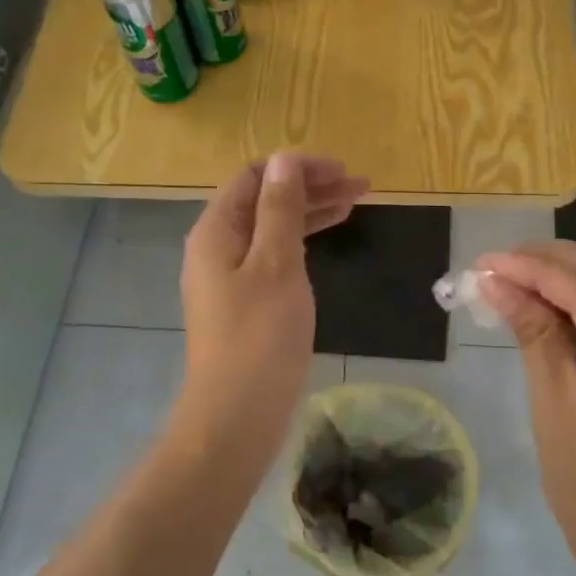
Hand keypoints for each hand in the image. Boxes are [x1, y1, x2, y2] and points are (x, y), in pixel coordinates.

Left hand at [178, 154, 368, 448]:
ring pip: (272, 229)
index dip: (296, 167)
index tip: (341, 171)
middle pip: (264, 200)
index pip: (253, 177)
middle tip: (360, 186)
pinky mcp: (245, 302)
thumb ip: (280, 209)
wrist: (236, 415)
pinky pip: (274, 256)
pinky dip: (301, 242)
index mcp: (216, 231)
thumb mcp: (275, 264)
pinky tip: (328, 238)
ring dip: (310, 212)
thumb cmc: (259, 336)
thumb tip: (284, 159)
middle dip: (310, 187)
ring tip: (355, 204)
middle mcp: (217, 247)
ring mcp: (230, 277)